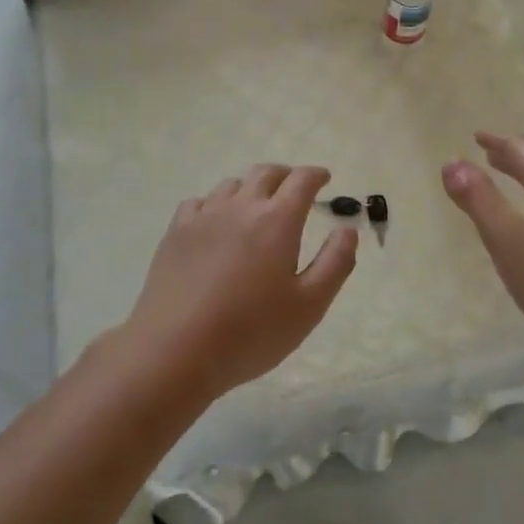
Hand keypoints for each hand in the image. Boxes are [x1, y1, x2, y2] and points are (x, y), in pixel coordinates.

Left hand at [122, 164, 358, 402]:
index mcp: (278, 220)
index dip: (316, 175)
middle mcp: (241, 206)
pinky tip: (215, 223)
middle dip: (285, 175)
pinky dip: (215, 204)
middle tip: (294, 188)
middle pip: (266, 173)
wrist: (175, 350)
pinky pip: (199, 202)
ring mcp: (204, 216)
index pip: (301, 180)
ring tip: (255, 206)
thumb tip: (347, 229)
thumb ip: (335, 263)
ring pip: (232, 185)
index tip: (324, 178)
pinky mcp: (176, 232)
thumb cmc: (251, 332)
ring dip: (250, 188)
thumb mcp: (309, 306)